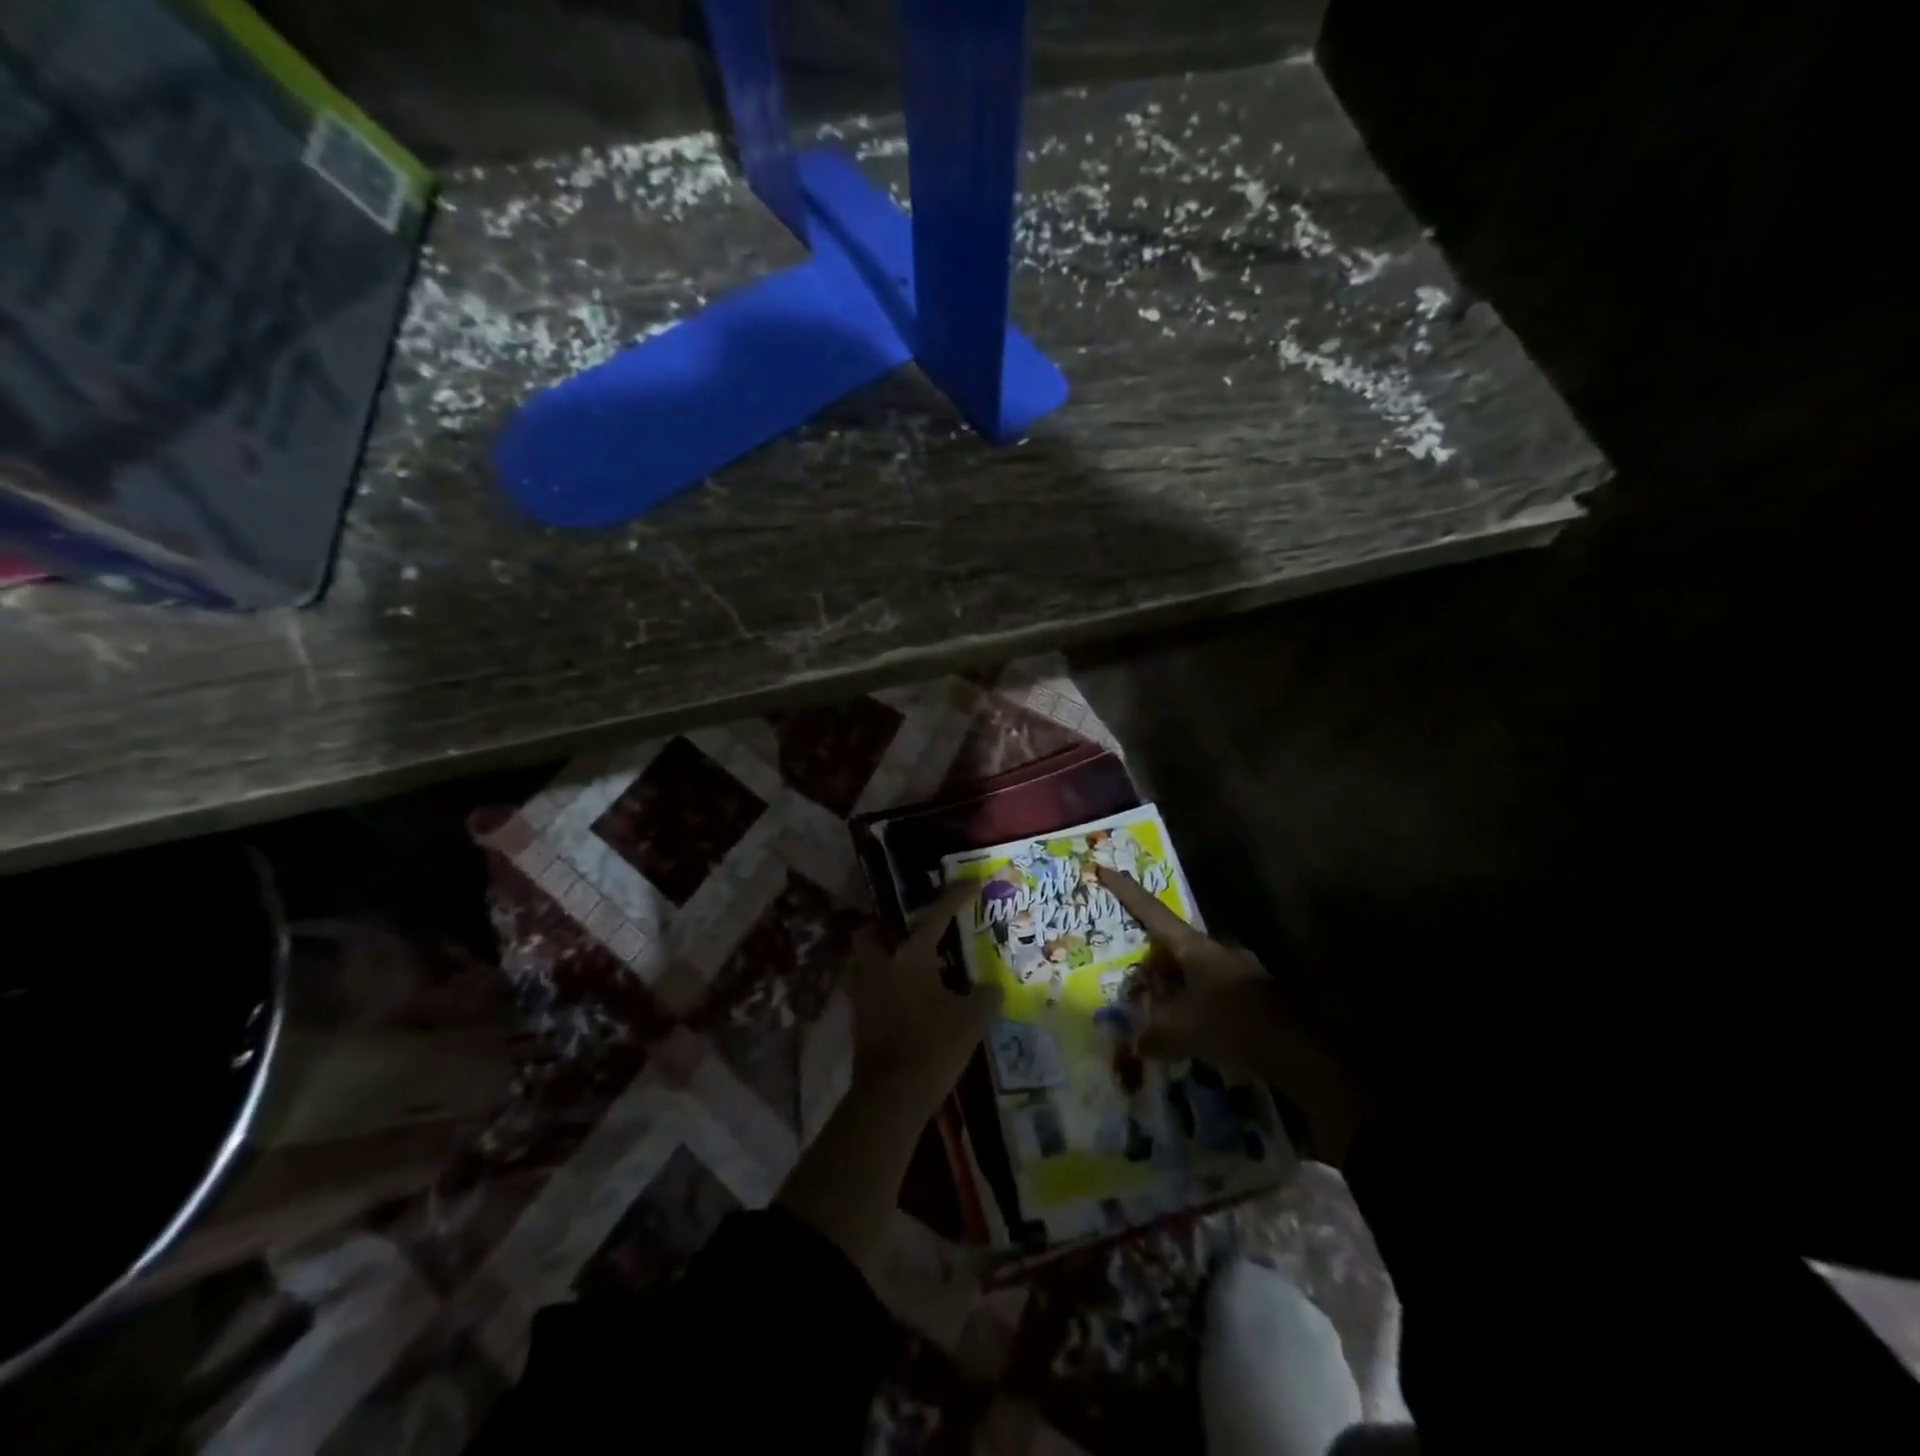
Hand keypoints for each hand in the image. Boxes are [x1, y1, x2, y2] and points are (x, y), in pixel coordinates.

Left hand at [776, 885, 998, 1272]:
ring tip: (909, 968)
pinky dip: (882, 987)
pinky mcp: (858, 1019)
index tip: (971, 882)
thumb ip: (984, 996)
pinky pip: (868, 989)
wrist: (891, 1096)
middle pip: (870, 933)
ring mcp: (863, 993)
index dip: (955, 897)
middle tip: (912, 934)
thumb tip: (990, 987)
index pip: (935, 916)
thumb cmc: (933, 1047)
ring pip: (864, 962)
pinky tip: (905, 1001)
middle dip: (884, 927)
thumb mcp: (972, 1019)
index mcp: (909, 958)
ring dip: (881, 958)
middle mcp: (880, 967)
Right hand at [1095, 865, 1281, 1069]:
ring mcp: (1241, 969)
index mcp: (1194, 947)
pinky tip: (1195, 1030)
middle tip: (1137, 981)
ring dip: (1177, 984)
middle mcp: (1217, 950)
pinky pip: (1216, 991)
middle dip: (1154, 960)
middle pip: (1174, 945)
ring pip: (1196, 969)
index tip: (1106, 869)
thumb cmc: (1229, 1025)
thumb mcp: (1179, 1030)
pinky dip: (1199, 1003)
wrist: (1296, 1049)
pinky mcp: (1256, 994)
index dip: (1127, 892)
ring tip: (1163, 1012)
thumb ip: (1151, 1033)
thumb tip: (1134, 1042)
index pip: (1152, 912)